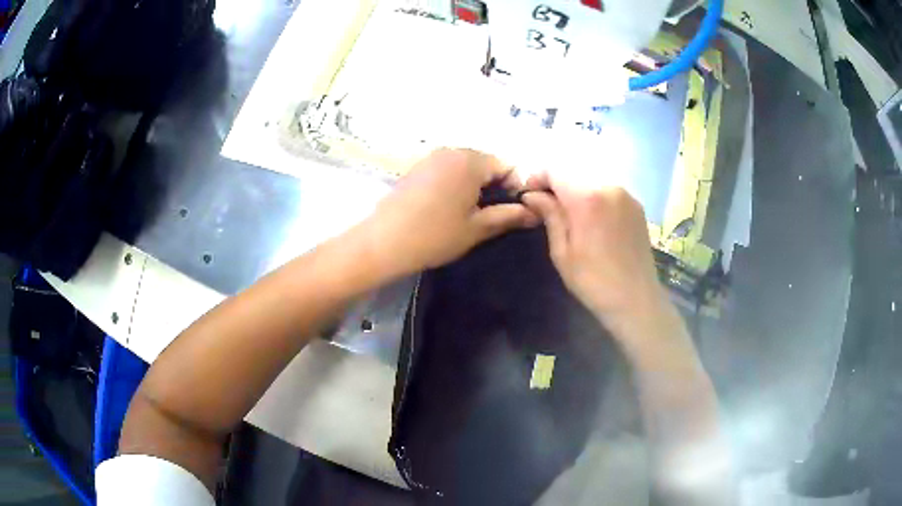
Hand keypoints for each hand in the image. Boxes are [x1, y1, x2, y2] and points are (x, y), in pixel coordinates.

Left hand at [362, 149, 538, 276]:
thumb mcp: (477, 228)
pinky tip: (446, 208)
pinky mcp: (416, 168)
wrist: (384, 242)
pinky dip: (455, 184)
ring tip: (467, 214)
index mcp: (470, 161)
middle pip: (485, 163)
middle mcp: (451, 151)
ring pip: (465, 167)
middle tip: (490, 216)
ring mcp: (430, 158)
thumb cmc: (436, 235)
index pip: (507, 165)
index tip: (511, 212)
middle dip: (494, 186)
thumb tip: (534, 213)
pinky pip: (446, 170)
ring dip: (474, 186)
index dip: (515, 188)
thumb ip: (509, 216)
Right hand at [521, 174, 666, 331]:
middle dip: (556, 184)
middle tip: (545, 206)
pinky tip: (592, 221)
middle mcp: (609, 186)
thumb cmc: (593, 281)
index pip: (555, 169)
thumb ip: (549, 215)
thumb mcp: (562, 251)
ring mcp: (626, 195)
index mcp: (587, 197)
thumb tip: (532, 195)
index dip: (537, 177)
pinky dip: (595, 197)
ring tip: (568, 215)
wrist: (636, 300)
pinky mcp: (637, 206)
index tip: (528, 195)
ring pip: (592, 181)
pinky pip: (608, 191)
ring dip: (576, 191)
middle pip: (574, 172)